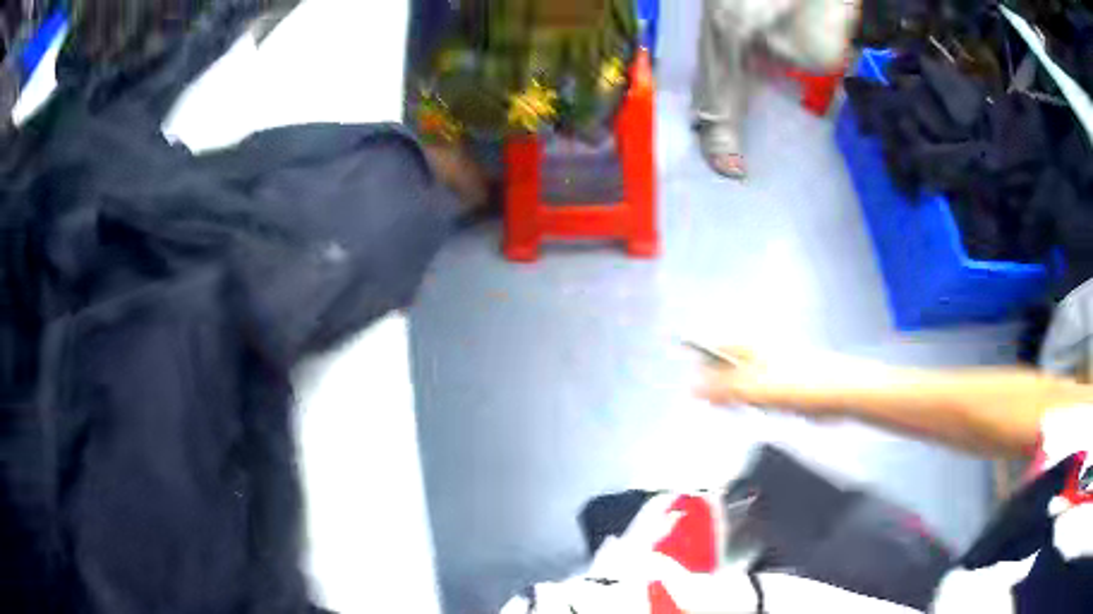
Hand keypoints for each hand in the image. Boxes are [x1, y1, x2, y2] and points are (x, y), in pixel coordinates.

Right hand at [693, 346, 847, 420]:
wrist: (842, 393)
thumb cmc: (802, 384)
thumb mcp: (758, 389)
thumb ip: (724, 389)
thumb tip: (691, 387)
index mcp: (752, 344)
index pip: (714, 346)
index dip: (700, 364)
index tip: (693, 390)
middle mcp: (760, 353)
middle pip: (726, 367)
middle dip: (721, 388)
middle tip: (724, 406)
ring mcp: (772, 368)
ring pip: (742, 385)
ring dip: (740, 400)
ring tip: (751, 408)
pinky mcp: (783, 385)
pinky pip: (759, 396)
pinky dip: (758, 405)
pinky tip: (767, 411)